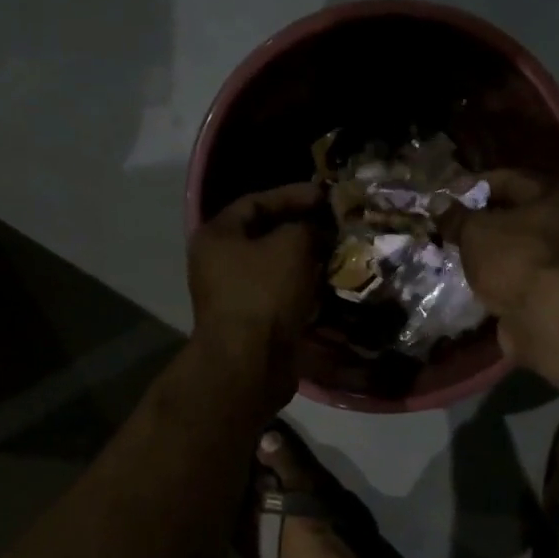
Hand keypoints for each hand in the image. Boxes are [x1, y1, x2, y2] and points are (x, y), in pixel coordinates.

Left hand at [189, 182, 325, 398]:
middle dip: (303, 230)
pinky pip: (282, 296)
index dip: (293, 195)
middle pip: (266, 236)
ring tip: (341, 254)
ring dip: (308, 262)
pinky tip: (332, 286)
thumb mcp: (291, 245)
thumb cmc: (264, 293)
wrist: (250, 362)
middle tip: (337, 226)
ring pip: (277, 269)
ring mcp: (235, 295)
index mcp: (217, 236)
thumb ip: (307, 227)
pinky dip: (306, 290)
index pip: (256, 202)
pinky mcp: (253, 322)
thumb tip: (317, 231)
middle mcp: (219, 263)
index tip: (327, 196)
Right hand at [438, 170, 558, 348]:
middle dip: (481, 219)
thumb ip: (456, 216)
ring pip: (516, 246)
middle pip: (515, 214)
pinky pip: (517, 273)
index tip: (447, 196)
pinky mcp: (551, 290)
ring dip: (488, 249)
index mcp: (554, 197)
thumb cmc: (513, 258)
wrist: (545, 316)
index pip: (509, 179)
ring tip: (456, 251)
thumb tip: (438, 203)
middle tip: (450, 225)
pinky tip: (472, 277)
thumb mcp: (475, 231)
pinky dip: (497, 274)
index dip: (474, 185)